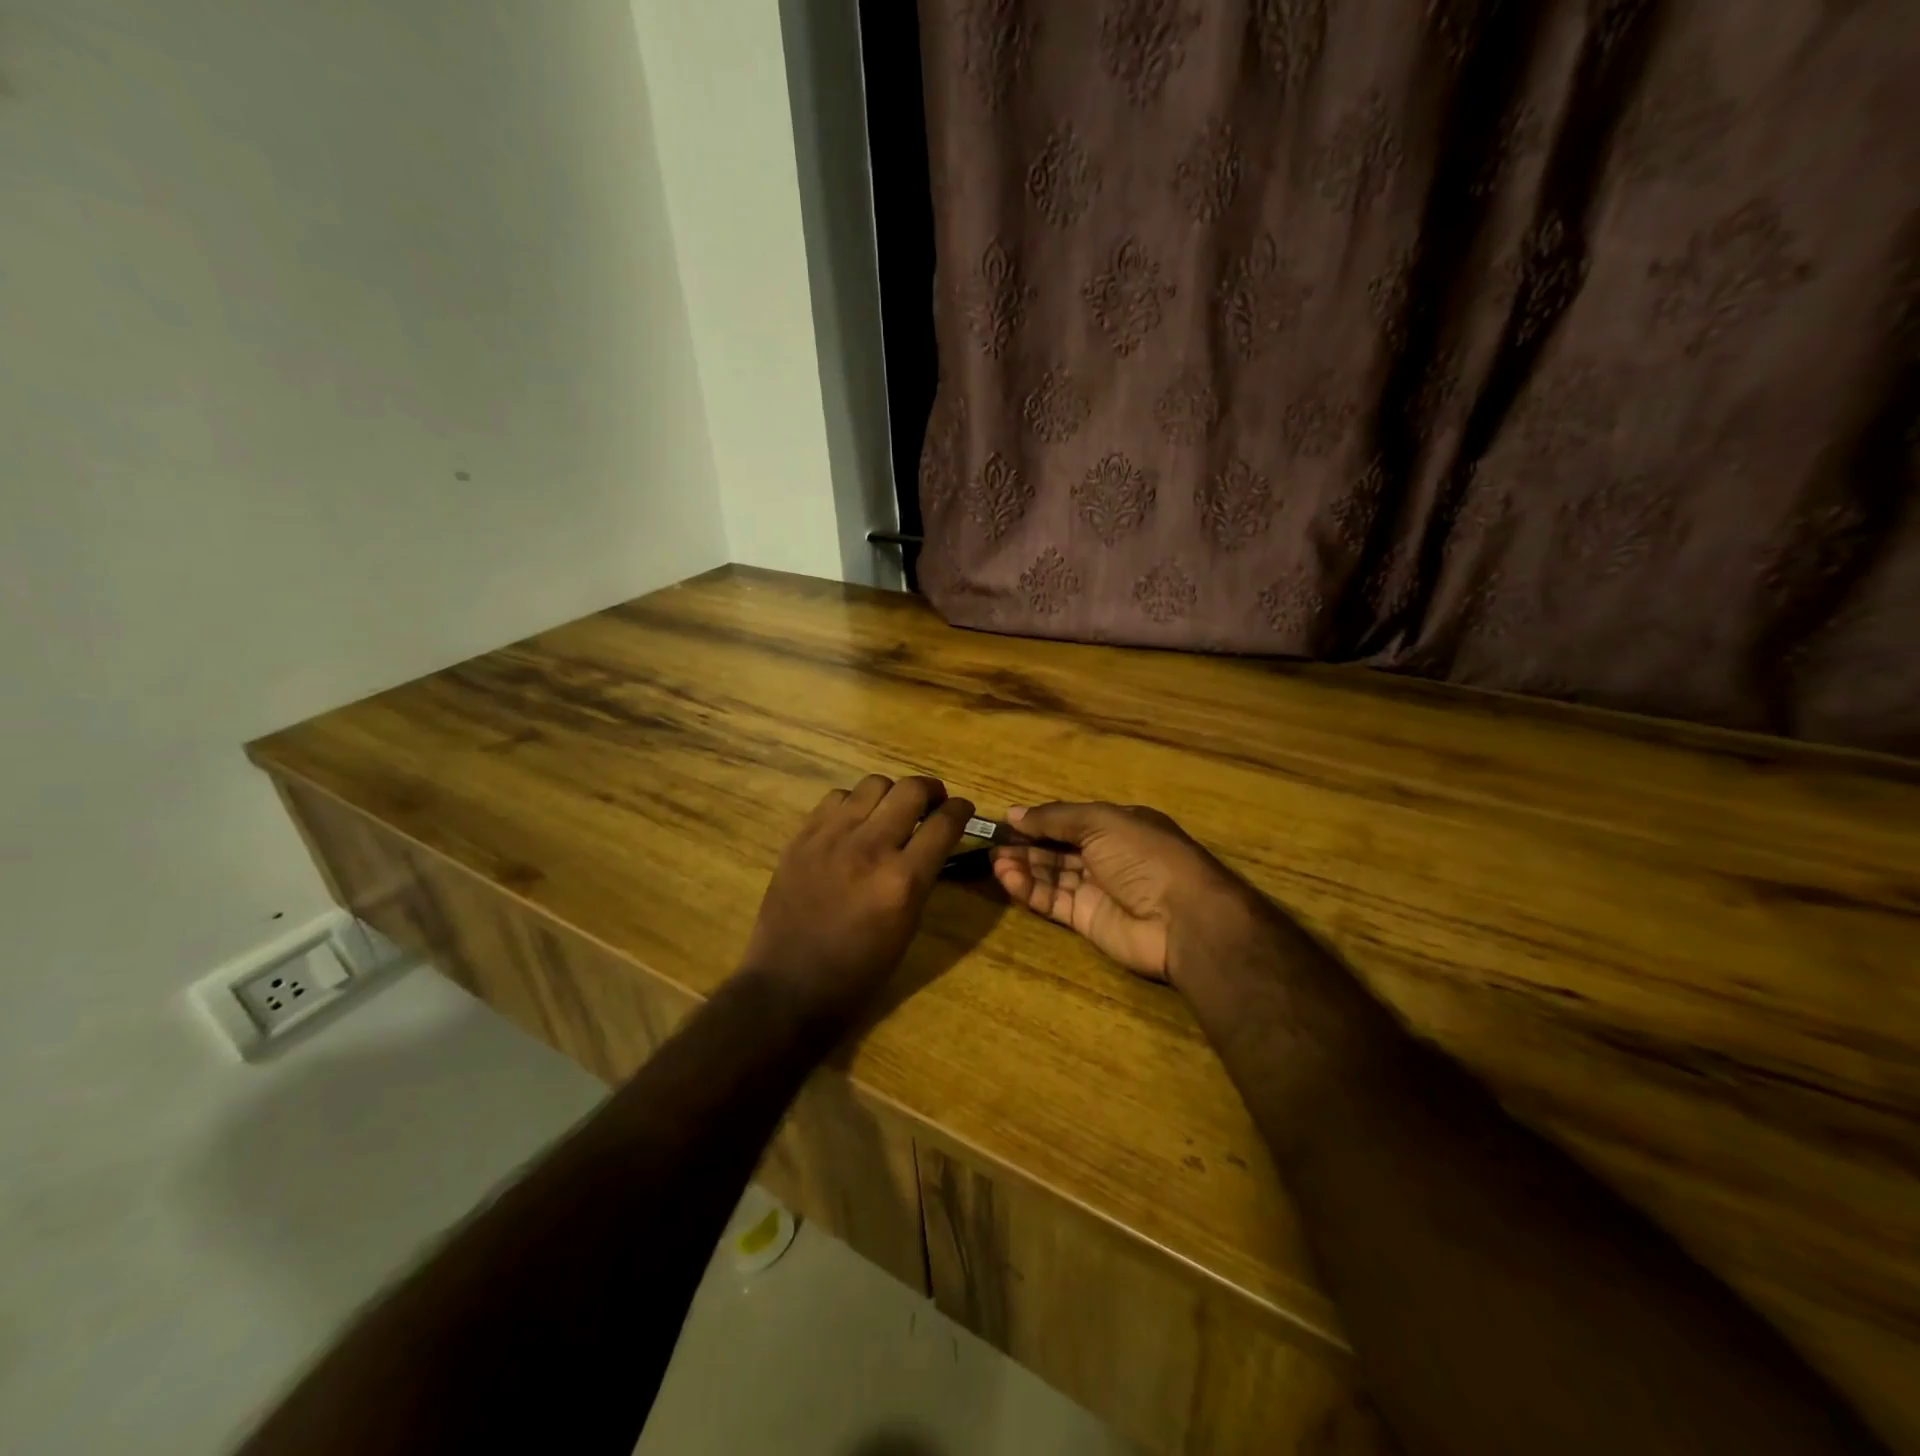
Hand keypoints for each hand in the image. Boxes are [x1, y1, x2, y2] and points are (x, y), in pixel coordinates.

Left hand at [741, 774, 973, 1022]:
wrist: (789, 987)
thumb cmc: (858, 972)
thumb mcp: (907, 928)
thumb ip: (922, 879)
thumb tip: (933, 844)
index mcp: (902, 881)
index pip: (944, 824)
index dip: (960, 810)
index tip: (963, 808)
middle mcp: (870, 848)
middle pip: (911, 790)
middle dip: (931, 791)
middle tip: (932, 804)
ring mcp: (831, 838)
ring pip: (873, 784)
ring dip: (891, 794)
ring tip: (890, 812)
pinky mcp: (802, 838)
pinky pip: (836, 797)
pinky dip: (853, 804)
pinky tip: (853, 823)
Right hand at [989, 802, 1271, 985]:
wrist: (1182, 918)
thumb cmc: (1144, 856)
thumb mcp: (1101, 822)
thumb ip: (1055, 818)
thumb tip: (1013, 813)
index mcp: (1117, 826)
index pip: (1070, 821)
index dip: (1039, 821)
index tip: (1006, 822)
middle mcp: (1107, 856)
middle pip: (1058, 848)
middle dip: (1026, 845)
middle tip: (991, 844)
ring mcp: (1097, 889)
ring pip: (1052, 875)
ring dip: (1024, 867)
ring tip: (994, 862)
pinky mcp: (1088, 920)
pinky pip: (1053, 901)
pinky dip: (1030, 890)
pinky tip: (1007, 879)